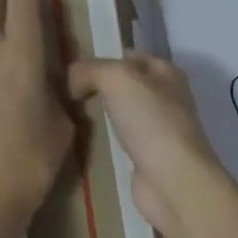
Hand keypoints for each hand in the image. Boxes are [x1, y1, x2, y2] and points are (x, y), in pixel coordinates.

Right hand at [68, 53, 221, 235]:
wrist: (172, 181)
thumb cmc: (150, 121)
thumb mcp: (116, 79)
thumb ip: (89, 70)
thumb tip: (72, 81)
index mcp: (166, 72)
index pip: (128, 56)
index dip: (101, 57)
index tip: (71, 69)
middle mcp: (167, 97)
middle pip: (125, 84)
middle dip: (98, 85)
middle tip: (65, 91)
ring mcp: (159, 128)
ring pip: (122, 111)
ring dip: (101, 112)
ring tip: (70, 112)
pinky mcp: (150, 156)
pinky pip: (121, 137)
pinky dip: (106, 137)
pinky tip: (87, 138)